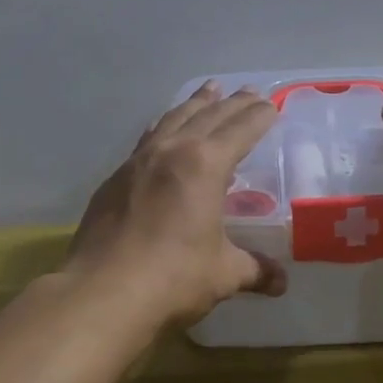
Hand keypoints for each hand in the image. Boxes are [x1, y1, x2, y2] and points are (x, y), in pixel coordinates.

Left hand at [66, 83, 287, 331]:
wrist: (101, 292)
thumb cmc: (173, 277)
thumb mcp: (223, 273)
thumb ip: (254, 269)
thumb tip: (280, 282)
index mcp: (205, 165)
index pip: (240, 130)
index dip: (259, 117)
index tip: (271, 105)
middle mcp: (172, 151)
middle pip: (208, 116)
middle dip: (232, 103)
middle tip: (250, 91)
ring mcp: (138, 162)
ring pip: (173, 118)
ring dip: (195, 103)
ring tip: (209, 89)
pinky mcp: (115, 178)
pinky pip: (147, 138)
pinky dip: (164, 126)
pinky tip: (164, 128)